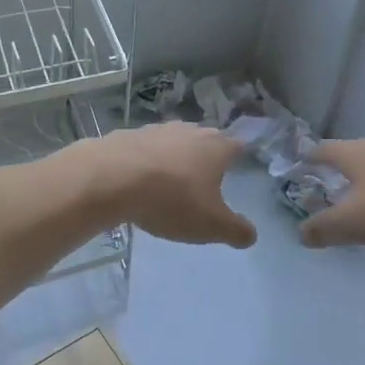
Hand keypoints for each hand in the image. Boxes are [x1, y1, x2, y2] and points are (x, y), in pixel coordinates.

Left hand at [77, 122, 257, 248]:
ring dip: (175, 157)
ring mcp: (158, 129)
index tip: (236, 168)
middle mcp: (191, 131)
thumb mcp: (210, 225)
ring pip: (175, 141)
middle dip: (206, 156)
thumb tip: (251, 235)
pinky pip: (146, 148)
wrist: (112, 178)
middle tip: (204, 178)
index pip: (237, 146)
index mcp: (216, 148)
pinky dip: (147, 161)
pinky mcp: (129, 134)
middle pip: (206, 140)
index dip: (238, 157)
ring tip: (170, 180)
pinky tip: (138, 179)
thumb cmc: (171, 200)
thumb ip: (236, 231)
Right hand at [299, 138, 364, 247]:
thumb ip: (322, 228)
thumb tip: (301, 233)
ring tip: (362, 193)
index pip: (322, 150)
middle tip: (329, 183)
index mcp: (353, 153)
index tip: (301, 166)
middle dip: (338, 167)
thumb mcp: (353, 223)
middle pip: (350, 152)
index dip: (309, 158)